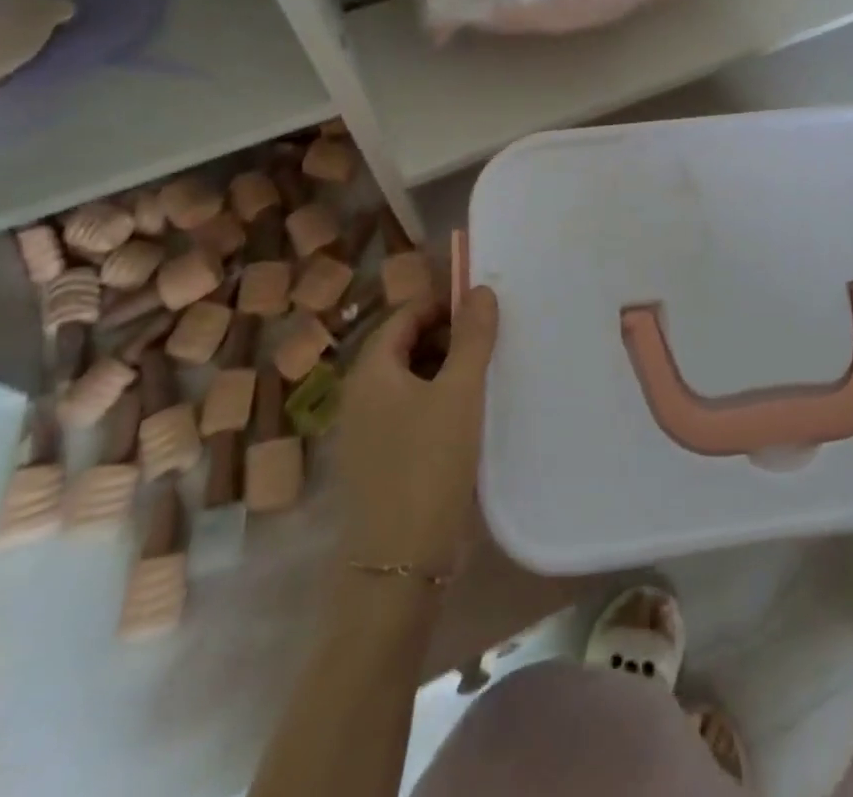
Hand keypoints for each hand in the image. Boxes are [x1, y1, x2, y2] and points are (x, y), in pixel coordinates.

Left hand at [333, 286, 499, 575]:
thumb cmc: (429, 463)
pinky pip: (410, 410)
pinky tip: (470, 412)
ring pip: (410, 379)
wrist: (399, 563)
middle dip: (447, 335)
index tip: (485, 306)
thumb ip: (472, 337)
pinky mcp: (380, 459)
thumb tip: (480, 289)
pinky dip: (438, 399)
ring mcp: (366, 430)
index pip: (405, 315)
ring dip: (446, 368)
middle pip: (405, 345)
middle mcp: (360, 395)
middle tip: (492, 338)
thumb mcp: (460, 392)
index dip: (443, 304)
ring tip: (488, 371)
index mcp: (370, 371)